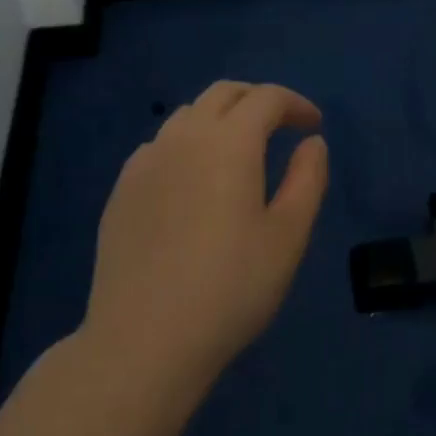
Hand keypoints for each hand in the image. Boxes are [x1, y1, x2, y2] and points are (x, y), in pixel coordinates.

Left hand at [82, 81, 328, 394]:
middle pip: (224, 93)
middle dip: (257, 100)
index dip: (296, 104)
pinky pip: (160, 145)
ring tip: (238, 152)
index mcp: (229, 141)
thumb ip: (308, 179)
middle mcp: (184, 136)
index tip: (313, 126)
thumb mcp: (288, 236)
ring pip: (188, 115)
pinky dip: (187, 144)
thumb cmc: (229, 288)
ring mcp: (146, 161)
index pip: (267, 98)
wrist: (143, 342)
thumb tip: (313, 143)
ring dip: (220, 118)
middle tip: (281, 126)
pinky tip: (192, 181)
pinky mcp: (122, 189)